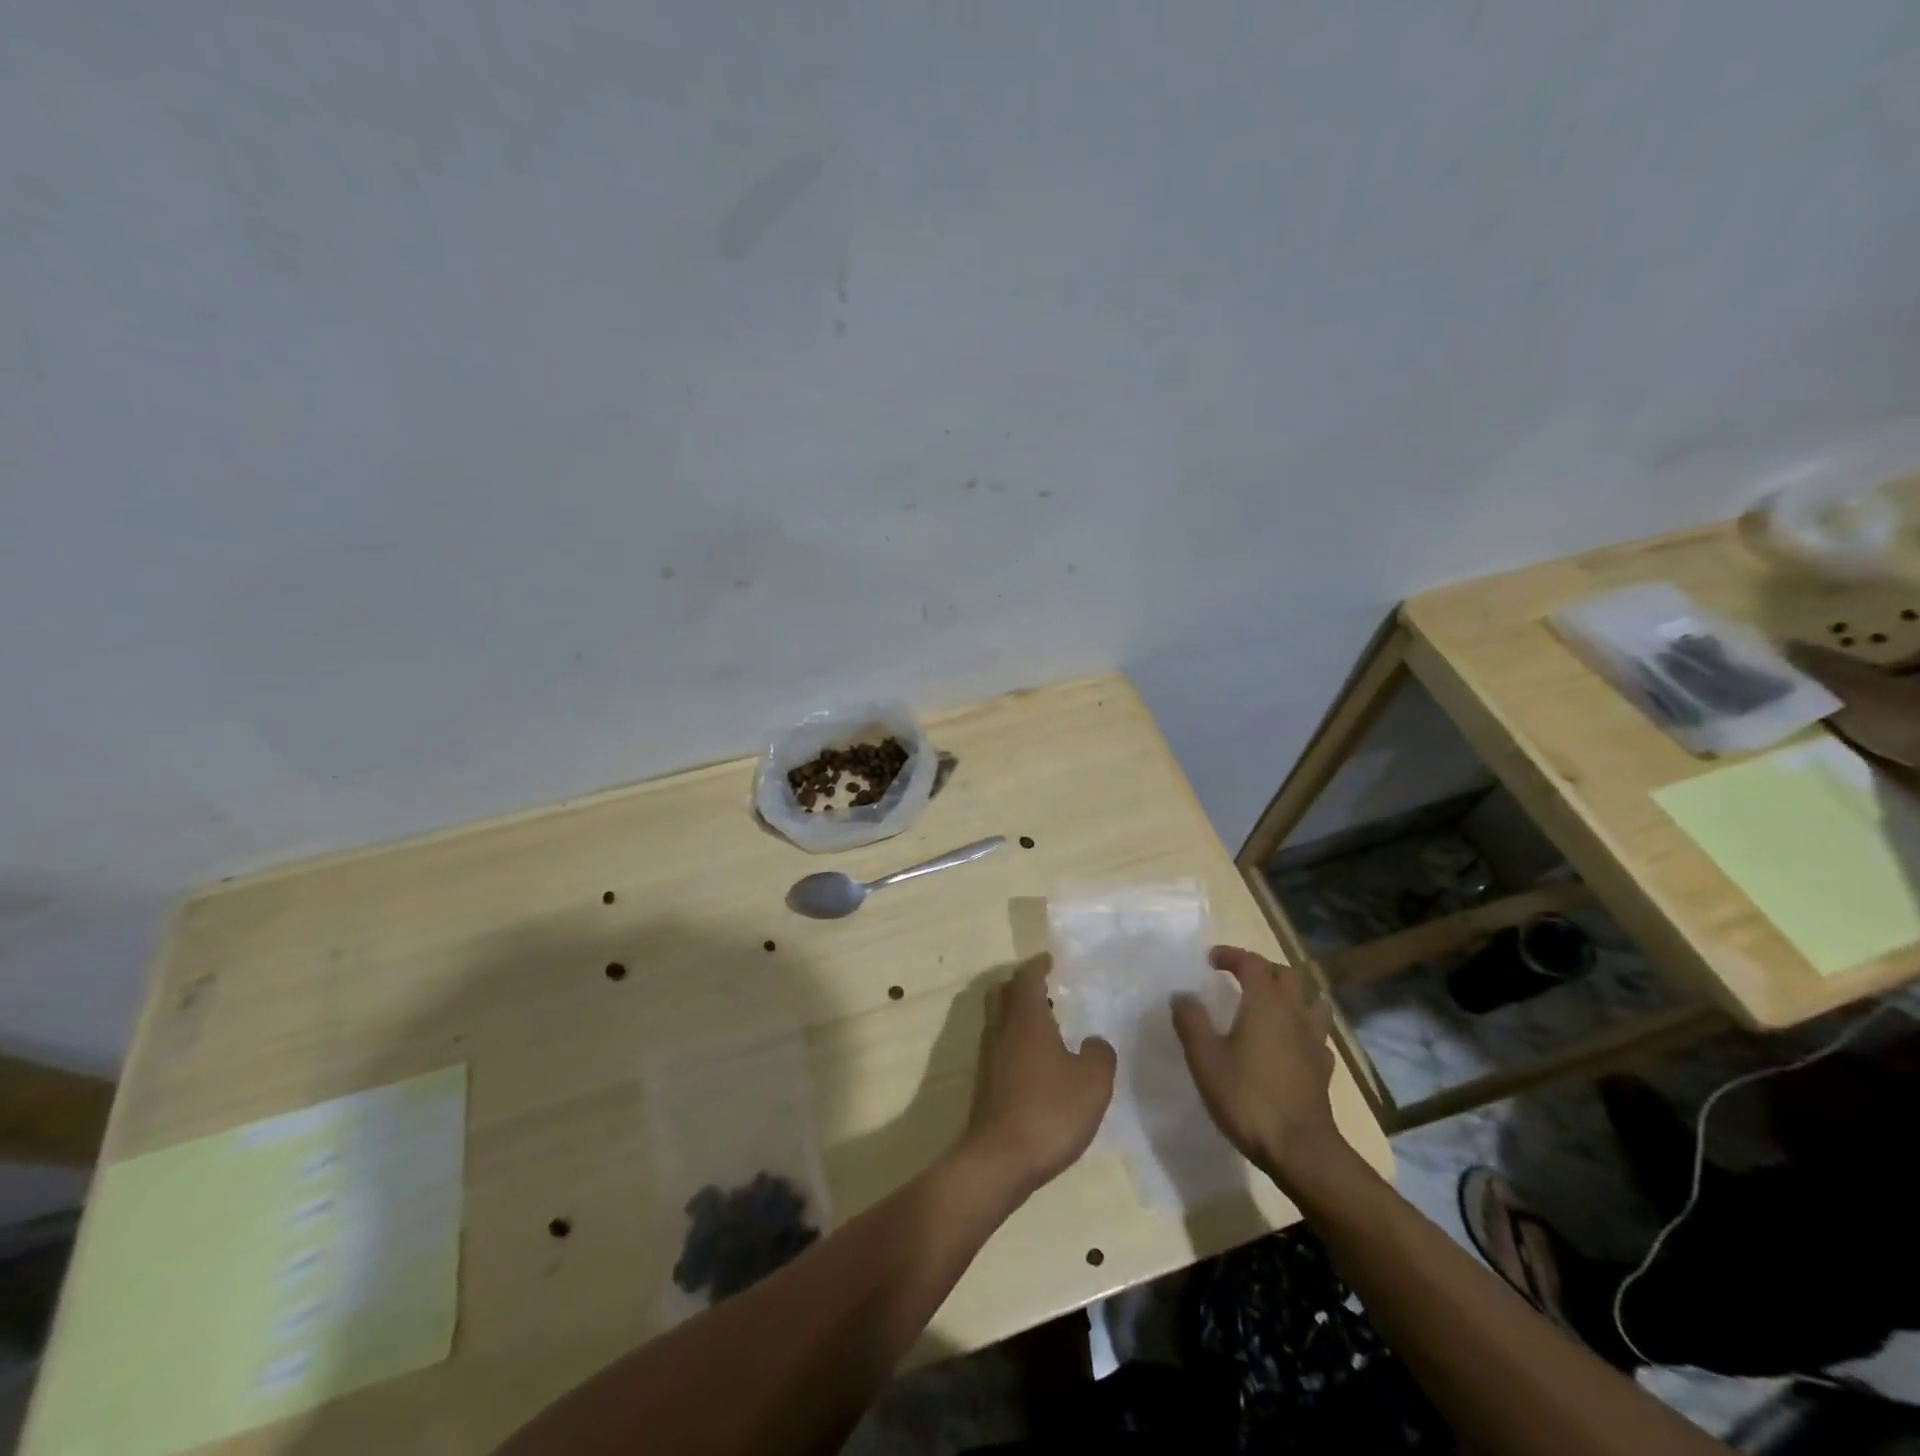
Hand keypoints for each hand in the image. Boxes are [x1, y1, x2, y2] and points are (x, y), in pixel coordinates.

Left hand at [960, 954, 1115, 1198]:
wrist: (999, 1160)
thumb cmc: (1049, 1111)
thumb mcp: (1093, 1082)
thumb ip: (1099, 1054)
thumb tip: (1093, 1042)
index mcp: (1025, 1019)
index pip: (1026, 977)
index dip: (1038, 965)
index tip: (1050, 960)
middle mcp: (1001, 1030)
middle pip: (1002, 992)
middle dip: (1020, 985)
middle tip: (1046, 991)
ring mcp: (988, 1057)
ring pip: (998, 1020)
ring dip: (1017, 1015)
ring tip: (1048, 1027)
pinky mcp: (985, 1084)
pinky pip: (999, 1046)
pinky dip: (1015, 1042)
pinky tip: (1037, 1064)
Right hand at [1171, 945, 1341, 1190]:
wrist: (1300, 1149)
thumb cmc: (1248, 1097)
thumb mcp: (1205, 1058)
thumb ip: (1191, 1021)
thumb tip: (1182, 995)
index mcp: (1265, 1003)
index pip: (1252, 963)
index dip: (1231, 955)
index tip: (1210, 959)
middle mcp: (1294, 1013)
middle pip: (1285, 974)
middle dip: (1261, 968)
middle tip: (1237, 977)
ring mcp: (1314, 1040)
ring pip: (1310, 1000)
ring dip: (1290, 993)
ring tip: (1270, 1002)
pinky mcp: (1323, 1068)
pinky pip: (1316, 1033)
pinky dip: (1302, 1026)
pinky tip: (1290, 1042)